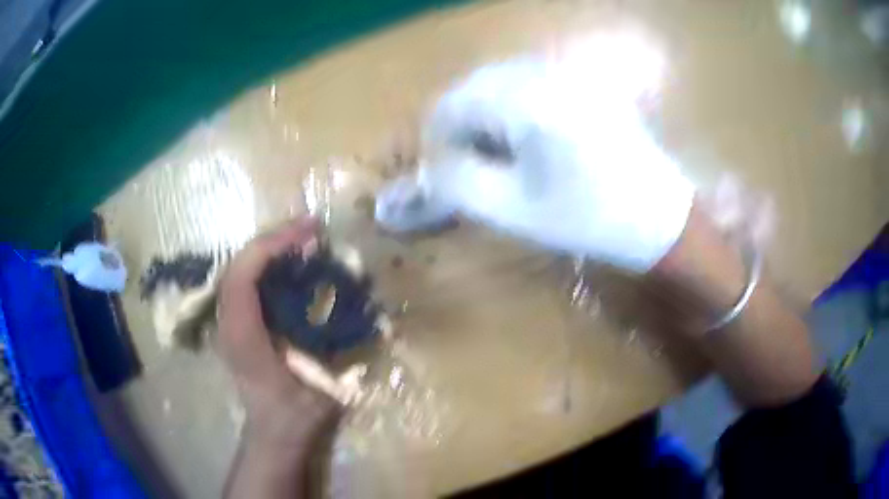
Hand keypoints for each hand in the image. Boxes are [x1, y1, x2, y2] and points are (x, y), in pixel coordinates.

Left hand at [217, 217, 337, 448]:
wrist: (273, 435)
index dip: (272, 247)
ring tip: (304, 239)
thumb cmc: (296, 416)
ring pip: (241, 268)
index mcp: (243, 338)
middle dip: (274, 239)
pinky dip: (269, 264)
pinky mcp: (238, 324)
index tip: (309, 234)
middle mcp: (228, 323)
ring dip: (271, 249)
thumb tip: (366, 309)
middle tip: (312, 228)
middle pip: (239, 263)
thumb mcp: (323, 387)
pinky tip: (293, 263)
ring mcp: (229, 322)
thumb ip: (341, 349)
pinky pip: (247, 281)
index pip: (241, 276)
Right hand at [376, 58, 693, 271]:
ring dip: (487, 114)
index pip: (452, 104)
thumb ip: (458, 183)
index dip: (436, 139)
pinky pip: (530, 80)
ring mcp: (569, 71)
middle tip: (471, 166)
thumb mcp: (515, 210)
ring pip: (500, 80)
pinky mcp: (584, 79)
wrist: (659, 217)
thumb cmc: (590, 219)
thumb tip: (429, 164)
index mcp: (527, 101)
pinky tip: (529, 136)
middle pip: (474, 86)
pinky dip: (514, 105)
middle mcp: (546, 72)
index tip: (443, 172)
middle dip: (462, 125)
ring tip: (501, 154)